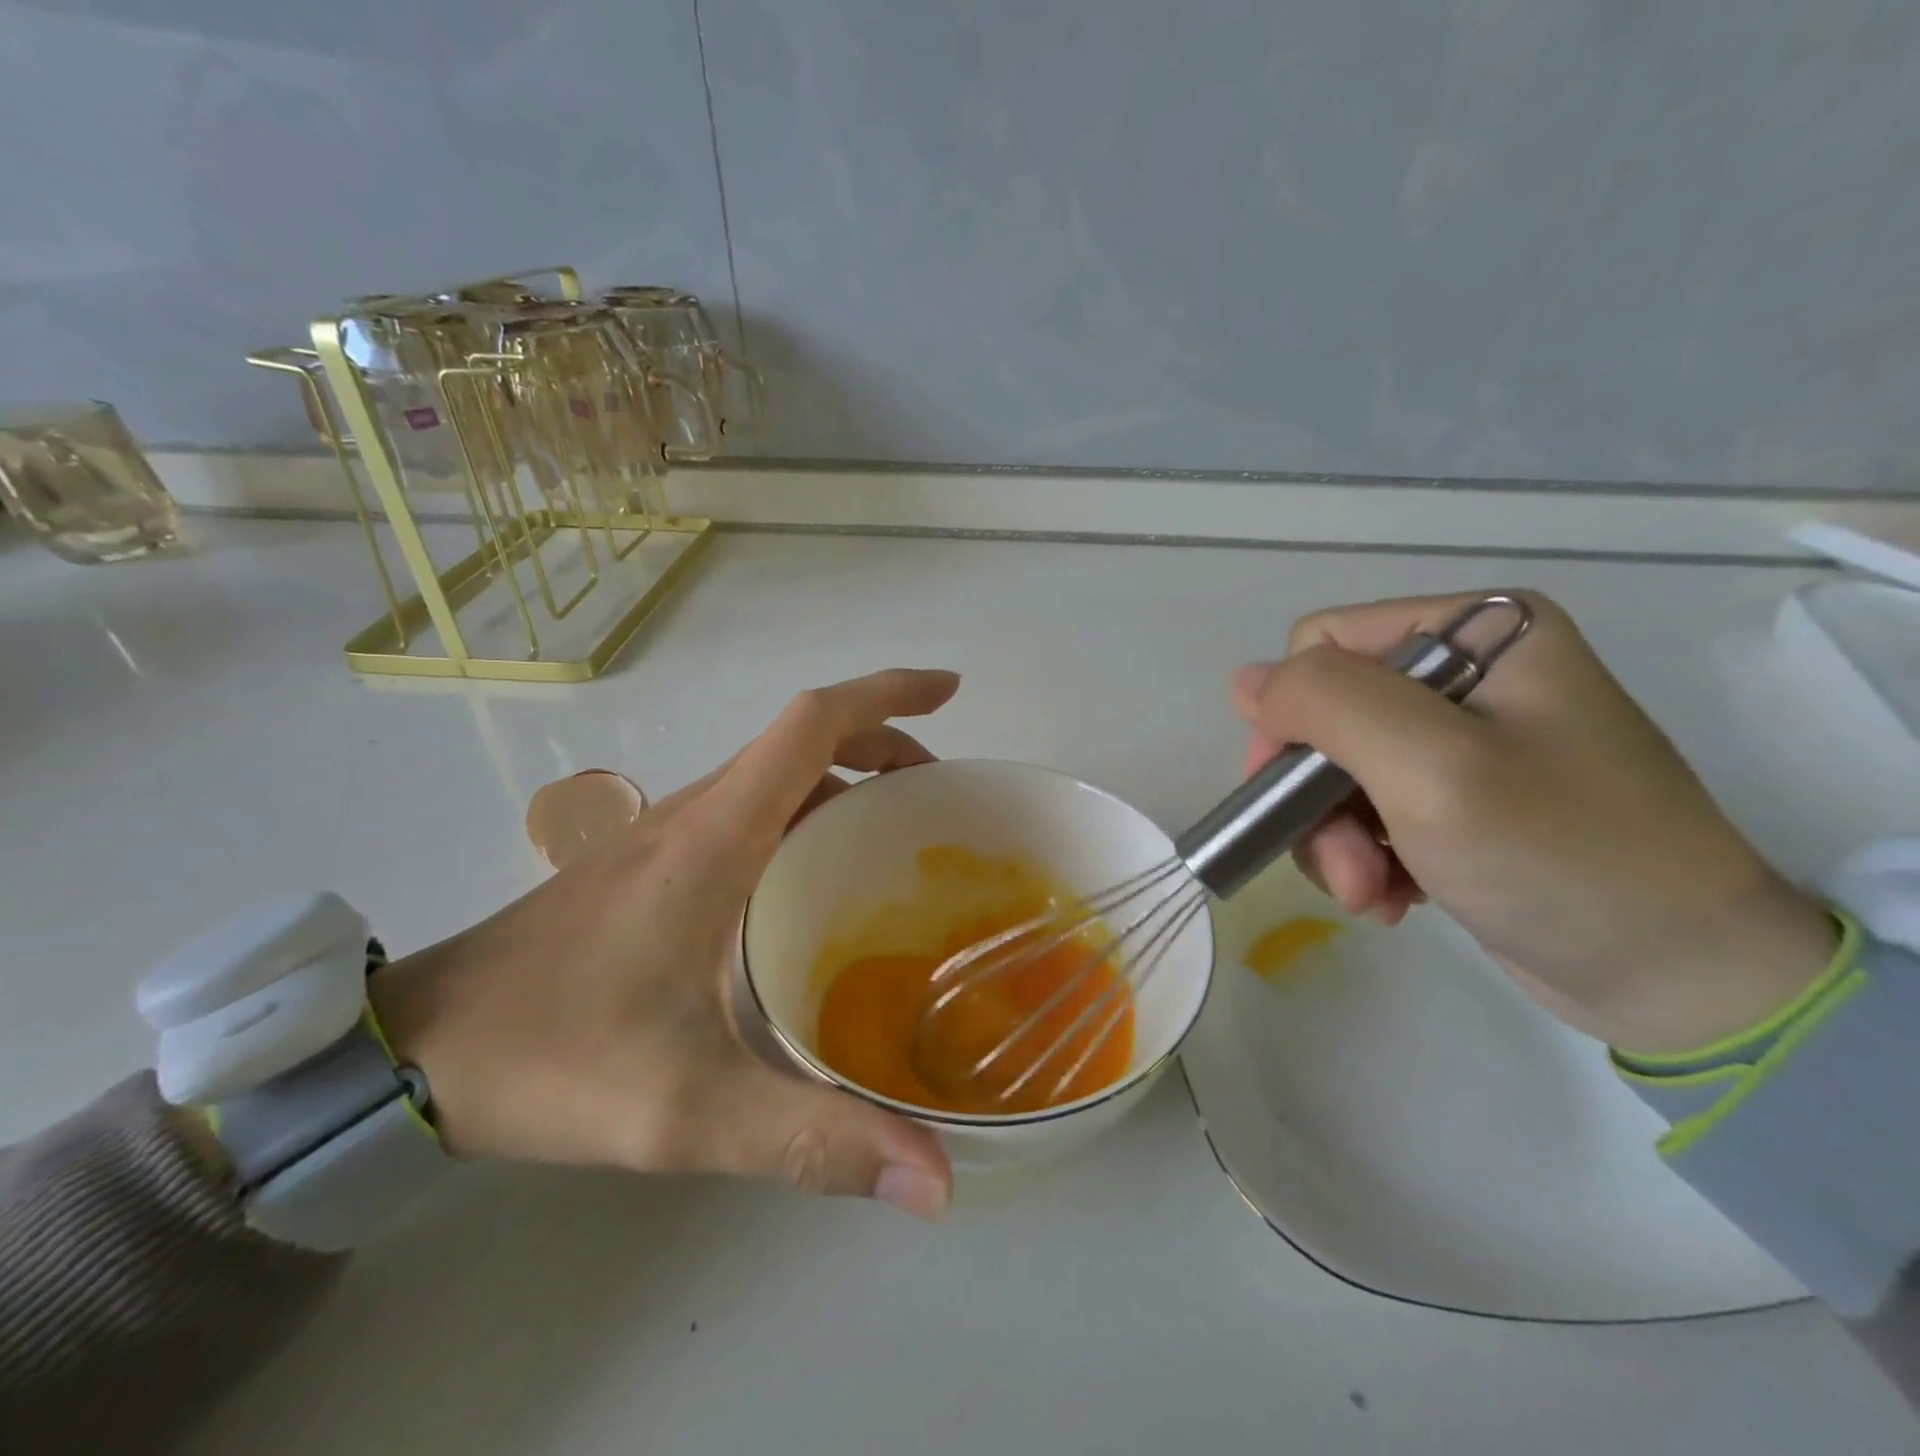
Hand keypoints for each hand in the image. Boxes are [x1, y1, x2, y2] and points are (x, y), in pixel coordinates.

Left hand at [367, 669, 960, 1219]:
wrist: (414, 1049)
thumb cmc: (556, 1058)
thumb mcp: (689, 1111)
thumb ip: (812, 1141)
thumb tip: (935, 1181)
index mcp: (716, 836)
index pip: (812, 724)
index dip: (887, 695)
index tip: (949, 692)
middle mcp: (696, 814)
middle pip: (803, 739)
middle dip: (884, 744)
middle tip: (940, 797)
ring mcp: (669, 833)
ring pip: (776, 773)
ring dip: (845, 776)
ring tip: (897, 835)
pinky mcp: (652, 862)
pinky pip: (750, 808)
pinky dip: (806, 812)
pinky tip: (816, 882)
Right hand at [1232, 592, 1836, 1054]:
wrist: (1683, 981)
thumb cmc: (1562, 858)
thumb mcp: (1432, 768)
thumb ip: (1329, 704)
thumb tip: (1245, 683)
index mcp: (1481, 631)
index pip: (1323, 646)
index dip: (1294, 718)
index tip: (1298, 796)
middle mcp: (1469, 672)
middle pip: (1325, 714)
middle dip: (1317, 798)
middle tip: (1346, 869)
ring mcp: (1465, 738)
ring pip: (1335, 768)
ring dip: (1337, 839)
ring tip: (1371, 894)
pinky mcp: (1460, 796)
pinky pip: (1368, 807)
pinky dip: (1365, 856)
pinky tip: (1393, 898)